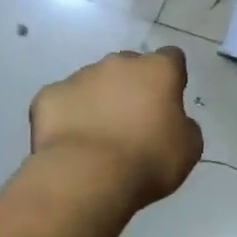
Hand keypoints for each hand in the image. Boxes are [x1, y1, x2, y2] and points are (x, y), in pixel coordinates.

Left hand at [30, 47, 202, 206]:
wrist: (87, 178)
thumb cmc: (148, 161)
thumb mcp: (188, 148)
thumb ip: (183, 125)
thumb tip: (173, 121)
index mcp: (157, 70)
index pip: (171, 58)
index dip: (171, 78)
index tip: (169, 102)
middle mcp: (118, 63)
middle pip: (128, 67)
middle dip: (131, 87)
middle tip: (132, 122)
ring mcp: (79, 76)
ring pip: (93, 82)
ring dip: (98, 101)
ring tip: (97, 138)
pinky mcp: (48, 96)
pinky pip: (62, 102)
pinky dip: (67, 116)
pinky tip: (71, 143)